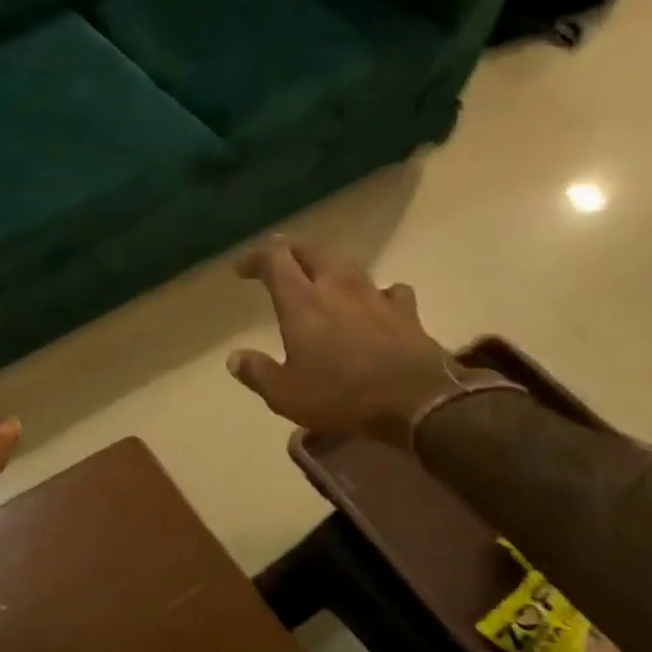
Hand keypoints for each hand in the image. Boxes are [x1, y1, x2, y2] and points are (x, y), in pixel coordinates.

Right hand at [227, 237, 457, 442]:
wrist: (416, 401)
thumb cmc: (340, 395)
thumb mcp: (284, 394)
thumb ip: (257, 372)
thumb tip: (235, 358)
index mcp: (302, 302)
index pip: (274, 260)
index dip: (254, 258)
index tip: (241, 269)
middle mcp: (337, 287)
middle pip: (311, 250)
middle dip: (289, 250)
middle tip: (276, 260)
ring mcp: (375, 295)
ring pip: (347, 264)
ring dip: (327, 266)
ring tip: (319, 277)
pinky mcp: (405, 311)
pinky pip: (387, 289)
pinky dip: (374, 292)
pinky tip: (373, 304)